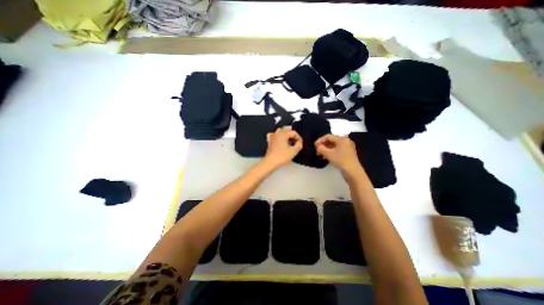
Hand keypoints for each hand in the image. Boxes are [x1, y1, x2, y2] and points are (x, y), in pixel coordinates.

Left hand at [262, 127, 303, 168]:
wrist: (270, 162)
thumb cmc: (282, 156)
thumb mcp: (294, 151)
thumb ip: (299, 145)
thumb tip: (299, 142)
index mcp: (283, 133)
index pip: (294, 132)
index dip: (299, 138)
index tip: (300, 144)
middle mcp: (277, 133)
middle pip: (287, 131)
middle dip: (293, 137)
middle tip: (296, 144)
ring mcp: (272, 136)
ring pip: (281, 133)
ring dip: (286, 137)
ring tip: (289, 143)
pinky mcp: (269, 141)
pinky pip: (274, 136)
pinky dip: (278, 137)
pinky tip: (280, 141)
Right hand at [312, 134, 362, 174]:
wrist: (353, 172)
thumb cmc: (340, 160)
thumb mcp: (328, 154)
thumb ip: (321, 148)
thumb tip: (318, 146)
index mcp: (342, 139)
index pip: (328, 136)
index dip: (320, 140)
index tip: (314, 146)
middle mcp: (346, 141)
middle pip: (331, 140)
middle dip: (323, 145)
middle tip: (317, 151)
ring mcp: (348, 147)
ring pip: (334, 146)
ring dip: (326, 149)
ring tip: (320, 155)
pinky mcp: (348, 153)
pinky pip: (337, 150)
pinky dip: (331, 152)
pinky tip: (326, 157)